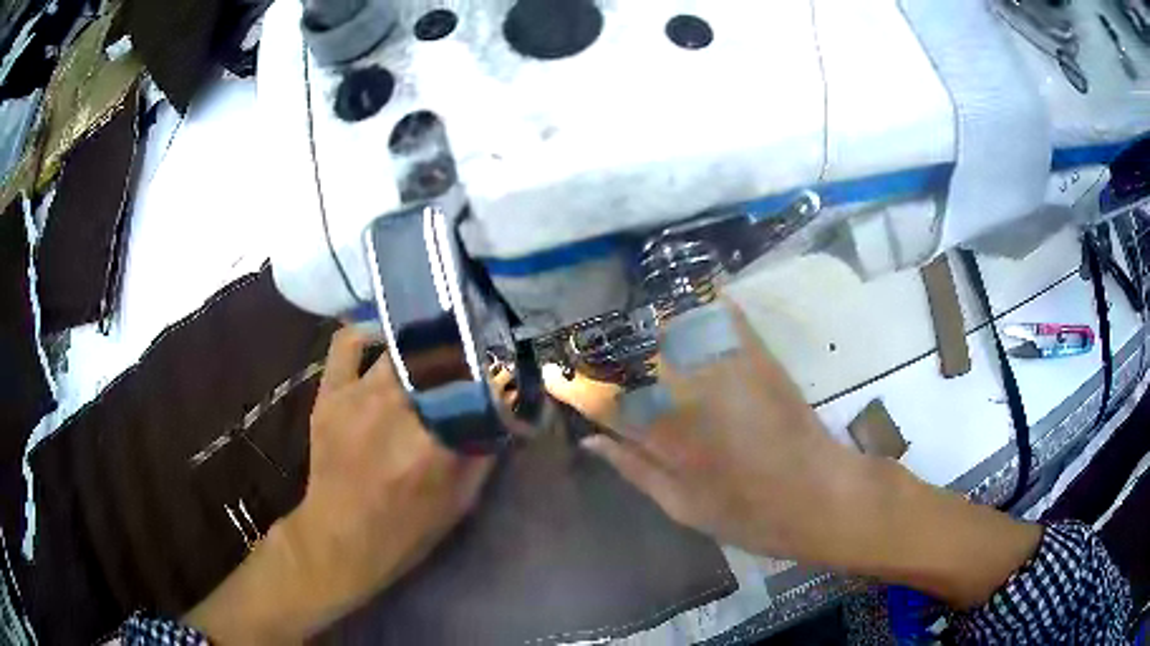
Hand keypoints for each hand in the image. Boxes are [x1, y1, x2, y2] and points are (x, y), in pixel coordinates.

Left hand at [186, 328, 493, 642]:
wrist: (340, 538)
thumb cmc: (406, 530)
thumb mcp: (461, 501)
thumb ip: (484, 451)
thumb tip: (503, 408)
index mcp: (434, 441)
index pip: (476, 382)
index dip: (494, 370)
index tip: (503, 370)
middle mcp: (396, 407)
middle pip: (438, 354)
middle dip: (460, 351)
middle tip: (470, 355)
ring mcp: (358, 394)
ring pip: (400, 346)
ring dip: (423, 346)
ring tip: (434, 349)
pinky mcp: (331, 392)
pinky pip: (348, 342)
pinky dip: (370, 332)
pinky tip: (388, 340)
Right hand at [544, 302, 869, 563]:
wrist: (819, 494)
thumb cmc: (748, 513)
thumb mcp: (682, 507)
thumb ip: (633, 469)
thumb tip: (590, 442)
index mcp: (664, 436)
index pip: (601, 398)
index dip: (570, 382)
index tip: (549, 370)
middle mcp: (687, 392)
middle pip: (628, 354)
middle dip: (596, 343)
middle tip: (577, 337)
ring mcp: (723, 367)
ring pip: (667, 325)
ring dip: (637, 315)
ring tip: (618, 310)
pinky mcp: (755, 353)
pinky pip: (719, 312)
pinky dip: (695, 297)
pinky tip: (679, 291)